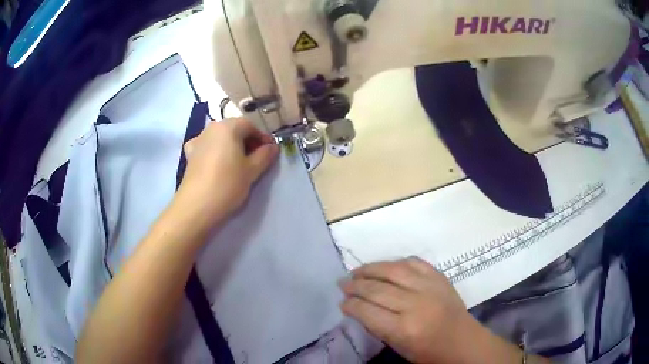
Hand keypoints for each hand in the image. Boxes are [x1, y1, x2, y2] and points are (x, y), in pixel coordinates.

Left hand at [175, 118, 278, 229]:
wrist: (197, 205)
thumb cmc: (228, 184)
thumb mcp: (252, 170)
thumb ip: (265, 155)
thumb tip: (272, 147)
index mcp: (229, 127)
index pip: (251, 125)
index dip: (263, 137)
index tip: (270, 152)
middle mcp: (212, 128)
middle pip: (234, 129)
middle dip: (247, 141)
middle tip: (257, 158)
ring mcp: (198, 140)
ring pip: (220, 137)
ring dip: (232, 145)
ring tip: (238, 162)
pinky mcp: (190, 154)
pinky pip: (206, 146)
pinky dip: (214, 150)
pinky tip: (216, 161)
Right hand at [339, 258, 475, 363]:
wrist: (462, 340)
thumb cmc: (428, 351)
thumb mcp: (398, 346)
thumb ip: (377, 326)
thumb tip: (358, 307)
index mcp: (404, 329)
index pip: (368, 311)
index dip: (351, 304)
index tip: (342, 301)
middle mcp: (415, 304)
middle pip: (377, 289)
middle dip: (355, 285)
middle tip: (343, 283)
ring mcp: (429, 287)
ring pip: (393, 270)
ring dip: (371, 269)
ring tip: (357, 271)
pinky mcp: (439, 277)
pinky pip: (413, 262)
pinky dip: (396, 263)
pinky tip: (386, 267)